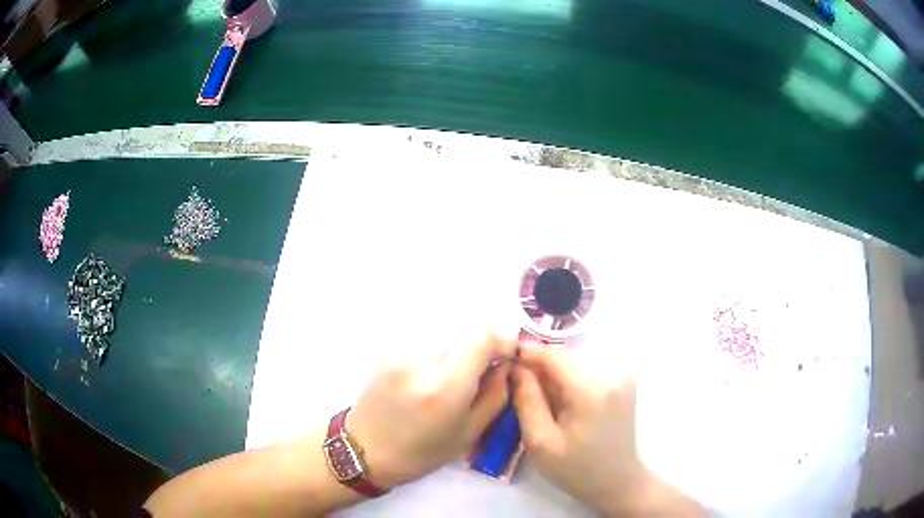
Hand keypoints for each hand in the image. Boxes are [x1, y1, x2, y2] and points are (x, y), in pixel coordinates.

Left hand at [346, 333, 515, 489]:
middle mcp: (420, 362)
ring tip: (454, 374)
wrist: (365, 450)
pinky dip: (436, 350)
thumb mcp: (469, 433)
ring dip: (457, 348)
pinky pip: (424, 339)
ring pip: (444, 334)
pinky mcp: (387, 350)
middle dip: (479, 346)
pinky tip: (431, 374)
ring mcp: (399, 352)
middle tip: (482, 369)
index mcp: (444, 389)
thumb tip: (507, 364)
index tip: (507, 353)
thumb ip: (495, 395)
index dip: (501, 339)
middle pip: (463, 333)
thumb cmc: (421, 452)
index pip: (481, 338)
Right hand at [512, 346, 701, 516]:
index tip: (506, 363)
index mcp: (592, 390)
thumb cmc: (576, 469)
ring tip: (543, 398)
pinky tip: (565, 400)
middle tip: (521, 388)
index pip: (554, 355)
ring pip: (576, 360)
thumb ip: (527, 401)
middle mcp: (612, 373)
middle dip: (541, 366)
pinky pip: (588, 367)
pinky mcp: (625, 378)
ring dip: (556, 372)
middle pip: (566, 356)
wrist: (618, 480)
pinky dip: (572, 377)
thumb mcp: (541, 443)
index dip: (527, 354)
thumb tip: (516, 367)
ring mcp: (622, 373)